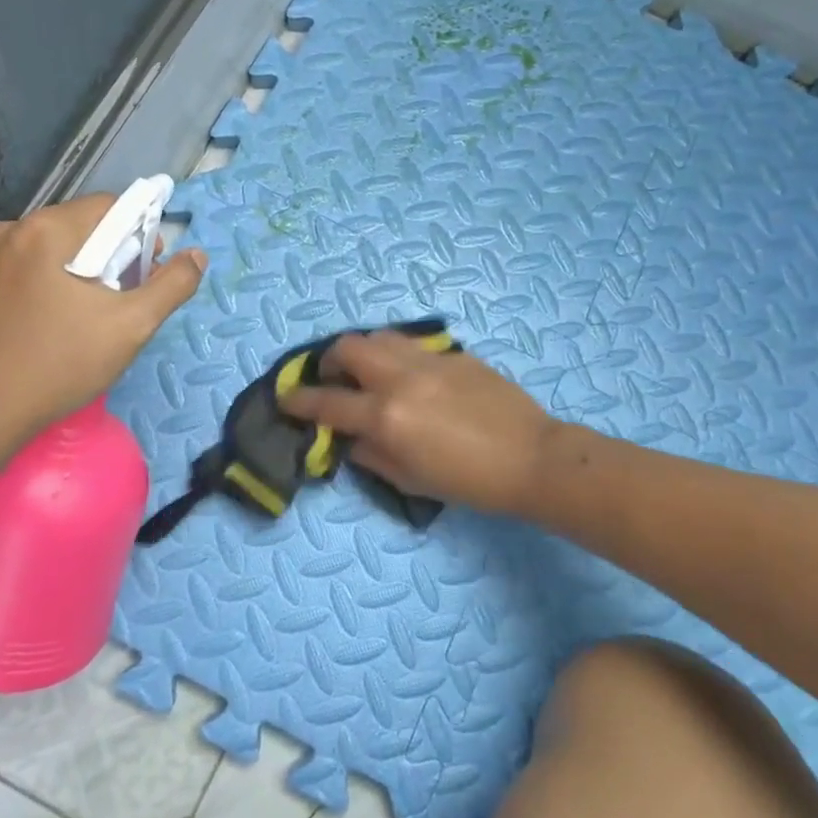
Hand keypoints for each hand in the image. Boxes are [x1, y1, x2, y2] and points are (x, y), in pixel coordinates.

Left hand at [0, 194, 205, 442]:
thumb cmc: (60, 362)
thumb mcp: (132, 324)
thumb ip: (172, 285)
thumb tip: (197, 255)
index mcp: (48, 228)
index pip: (113, 206)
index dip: (143, 235)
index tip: (151, 274)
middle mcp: (16, 230)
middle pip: (87, 226)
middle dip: (118, 256)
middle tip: (130, 300)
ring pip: (64, 249)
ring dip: (93, 272)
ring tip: (103, 315)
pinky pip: (40, 268)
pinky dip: (64, 283)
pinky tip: (70, 321)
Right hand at [278, 331, 560, 514]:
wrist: (530, 458)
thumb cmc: (469, 482)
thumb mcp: (410, 481)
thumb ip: (371, 455)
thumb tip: (350, 439)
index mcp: (386, 416)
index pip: (327, 402)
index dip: (300, 401)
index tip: (287, 399)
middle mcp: (401, 379)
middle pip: (348, 347)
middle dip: (330, 361)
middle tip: (335, 379)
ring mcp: (429, 360)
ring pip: (380, 336)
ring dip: (364, 351)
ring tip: (370, 372)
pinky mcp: (454, 354)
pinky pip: (413, 345)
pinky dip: (398, 355)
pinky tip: (411, 376)